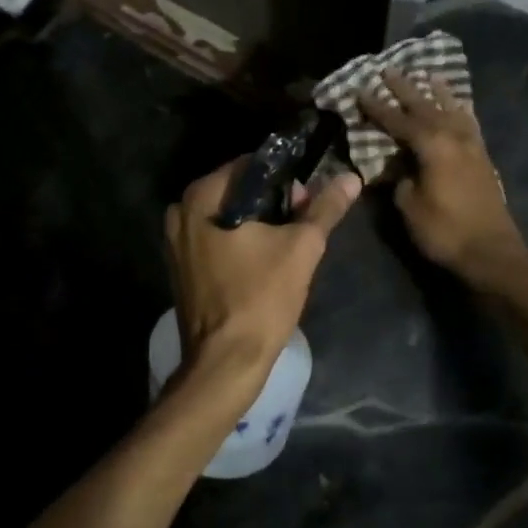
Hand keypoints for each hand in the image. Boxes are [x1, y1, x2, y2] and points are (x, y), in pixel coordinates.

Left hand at [163, 159, 361, 402]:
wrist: (224, 362)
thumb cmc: (261, 298)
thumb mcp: (301, 248)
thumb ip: (325, 208)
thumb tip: (351, 177)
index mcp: (201, 197)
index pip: (250, 165)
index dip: (285, 177)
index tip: (307, 200)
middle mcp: (180, 212)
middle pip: (237, 190)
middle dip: (272, 202)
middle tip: (302, 224)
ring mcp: (175, 242)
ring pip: (227, 216)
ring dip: (258, 223)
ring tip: (287, 245)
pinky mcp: (180, 267)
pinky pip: (215, 239)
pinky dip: (239, 242)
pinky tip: (263, 262)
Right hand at [357, 70, 527, 287]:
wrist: (492, 252)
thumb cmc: (445, 231)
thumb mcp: (409, 206)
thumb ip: (400, 179)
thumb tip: (397, 166)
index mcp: (432, 146)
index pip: (398, 120)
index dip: (377, 107)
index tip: (360, 91)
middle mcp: (453, 138)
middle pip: (426, 106)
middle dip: (405, 88)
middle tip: (389, 70)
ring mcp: (472, 146)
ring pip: (452, 110)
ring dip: (438, 93)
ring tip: (429, 75)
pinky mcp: (483, 159)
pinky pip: (469, 124)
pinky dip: (461, 111)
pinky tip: (459, 107)